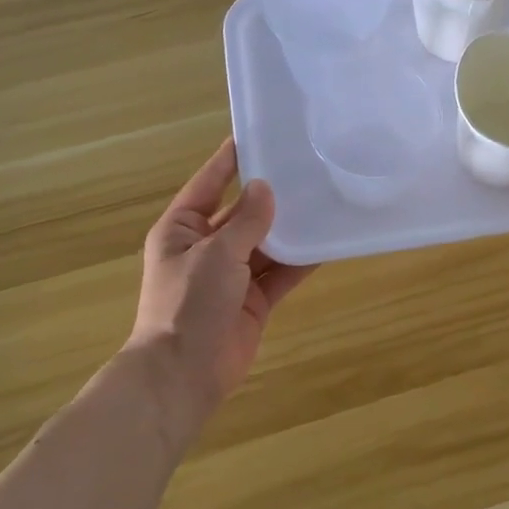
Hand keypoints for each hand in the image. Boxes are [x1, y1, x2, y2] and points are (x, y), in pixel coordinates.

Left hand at [127, 139, 315, 422]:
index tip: (259, 135)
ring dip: (290, 228)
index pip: (210, 183)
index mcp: (182, 229)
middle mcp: (206, 247)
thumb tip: (266, 188)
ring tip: (324, 200)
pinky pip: (280, 273)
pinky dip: (300, 260)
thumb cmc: (189, 303)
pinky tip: (327, 243)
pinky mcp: (254, 300)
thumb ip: (246, 221)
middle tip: (306, 168)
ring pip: (266, 243)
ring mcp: (231, 276)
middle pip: (243, 213)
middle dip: (271, 195)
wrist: (184, 373)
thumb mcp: (216, 253)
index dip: (232, 160)